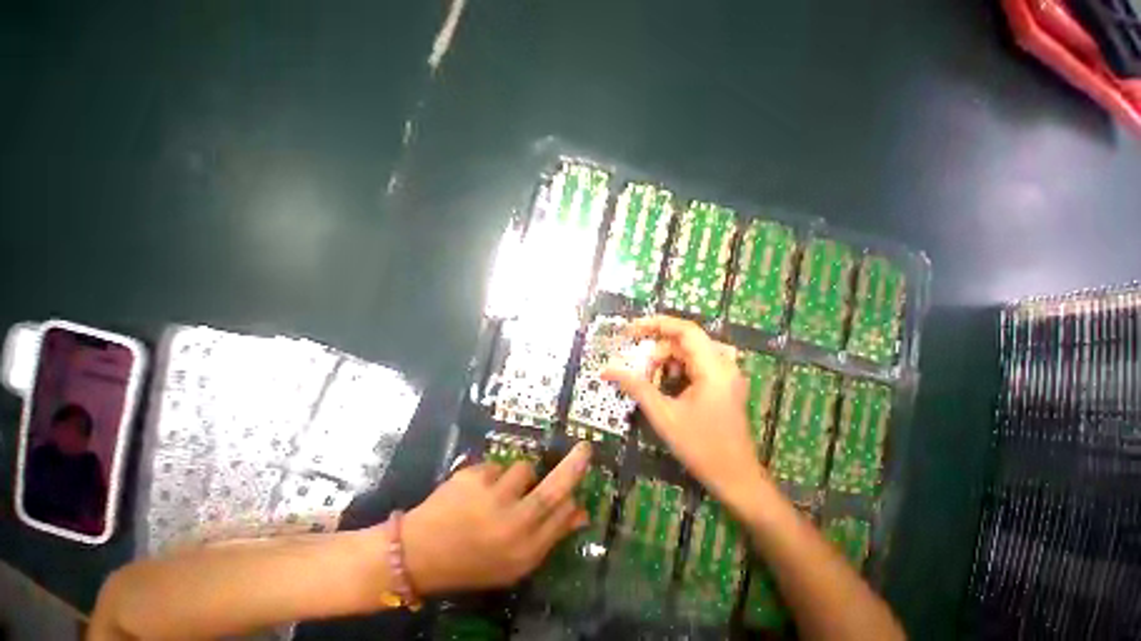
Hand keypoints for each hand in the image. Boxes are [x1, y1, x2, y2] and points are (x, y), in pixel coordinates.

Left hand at [401, 442, 591, 593]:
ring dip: (520, 477)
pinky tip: (476, 493)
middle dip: (573, 467)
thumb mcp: (515, 565)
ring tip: (500, 492)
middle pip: (553, 489)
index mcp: (527, 549)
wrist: (420, 553)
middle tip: (585, 449)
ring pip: (522, 469)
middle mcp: (513, 522)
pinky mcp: (469, 478)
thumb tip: (579, 513)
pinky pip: (494, 467)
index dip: (572, 501)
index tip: (574, 493)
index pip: (563, 516)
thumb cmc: (471, 565)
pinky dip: (492, 476)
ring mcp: (490, 497)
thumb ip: (548, 539)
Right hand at [602, 316, 770, 508]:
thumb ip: (637, 388)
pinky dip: (682, 373)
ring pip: (694, 355)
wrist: (734, 474)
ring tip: (652, 385)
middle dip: (659, 353)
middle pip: (688, 343)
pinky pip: (702, 368)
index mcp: (714, 366)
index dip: (656, 325)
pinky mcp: (728, 388)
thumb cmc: (700, 446)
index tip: (629, 331)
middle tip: (639, 374)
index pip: (685, 330)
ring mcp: (730, 376)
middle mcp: (726, 364)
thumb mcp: (664, 417)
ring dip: (670, 363)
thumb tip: (608, 370)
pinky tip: (669, 391)